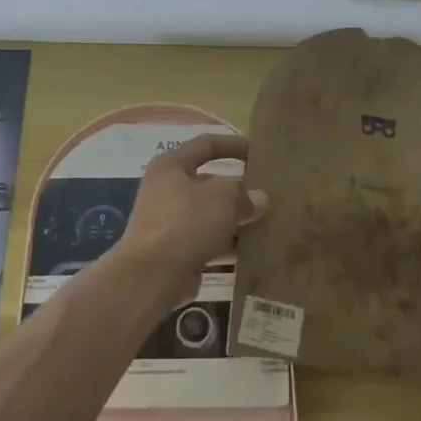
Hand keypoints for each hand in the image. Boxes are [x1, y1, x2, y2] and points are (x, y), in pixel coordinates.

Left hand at [117, 133, 268, 304]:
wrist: (151, 276)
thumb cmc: (185, 223)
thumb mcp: (223, 199)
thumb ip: (244, 194)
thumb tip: (259, 199)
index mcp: (171, 165)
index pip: (206, 144)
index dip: (234, 144)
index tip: (259, 151)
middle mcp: (166, 189)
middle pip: (209, 181)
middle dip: (238, 188)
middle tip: (269, 193)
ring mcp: (169, 221)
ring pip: (210, 213)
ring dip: (235, 218)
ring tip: (267, 221)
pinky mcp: (175, 249)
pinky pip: (208, 239)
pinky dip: (227, 242)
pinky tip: (252, 249)